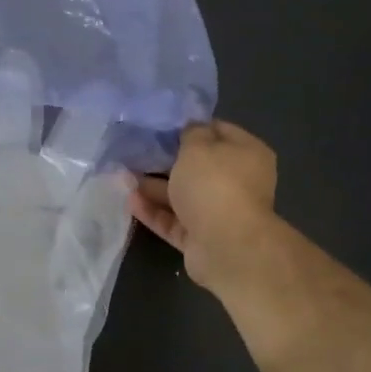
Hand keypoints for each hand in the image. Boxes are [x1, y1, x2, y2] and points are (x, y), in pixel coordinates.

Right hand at [129, 120, 279, 293]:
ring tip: (123, 177)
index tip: (161, 126)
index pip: (218, 131)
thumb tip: (191, 129)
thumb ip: (191, 133)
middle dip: (166, 160)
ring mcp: (218, 212)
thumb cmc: (214, 184)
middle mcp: (236, 182)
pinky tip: (130, 201)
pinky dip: (153, 211)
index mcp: (246, 154)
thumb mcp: (199, 146)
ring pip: (182, 195)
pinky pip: (173, 220)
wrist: (225, 245)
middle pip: (197, 167)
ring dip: (154, 187)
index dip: (190, 127)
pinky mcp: (200, 238)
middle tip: (136, 152)